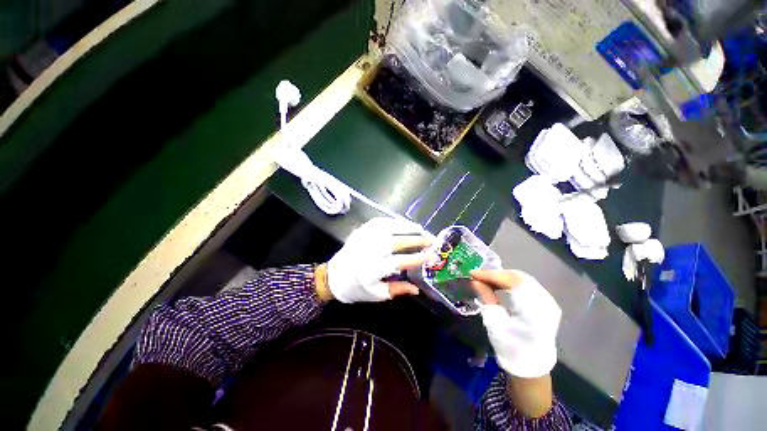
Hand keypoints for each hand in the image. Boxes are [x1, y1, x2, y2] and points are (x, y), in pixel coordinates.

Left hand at [324, 217, 432, 302]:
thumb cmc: (356, 288)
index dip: (418, 257)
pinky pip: (379, 222)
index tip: (432, 255)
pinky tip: (403, 224)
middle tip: (431, 239)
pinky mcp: (360, 231)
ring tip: (421, 229)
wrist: (333, 276)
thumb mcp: (377, 294)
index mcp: (372, 270)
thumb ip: (397, 290)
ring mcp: (363, 238)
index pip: (400, 261)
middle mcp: (368, 251)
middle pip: (397, 241)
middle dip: (417, 239)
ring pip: (389, 227)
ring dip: (407, 227)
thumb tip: (417, 288)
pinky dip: (393, 222)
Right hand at [470, 269, 560, 377]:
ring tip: (486, 279)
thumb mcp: (495, 322)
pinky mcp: (545, 303)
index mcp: (534, 308)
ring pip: (522, 280)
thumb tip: (475, 280)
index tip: (473, 273)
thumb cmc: (510, 346)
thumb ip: (486, 298)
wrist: (530, 365)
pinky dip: (510, 282)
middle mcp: (546, 301)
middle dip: (496, 274)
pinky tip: (499, 285)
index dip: (490, 275)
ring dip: (503, 277)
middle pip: (518, 277)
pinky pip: (526, 286)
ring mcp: (548, 301)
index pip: (510, 281)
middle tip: (478, 275)